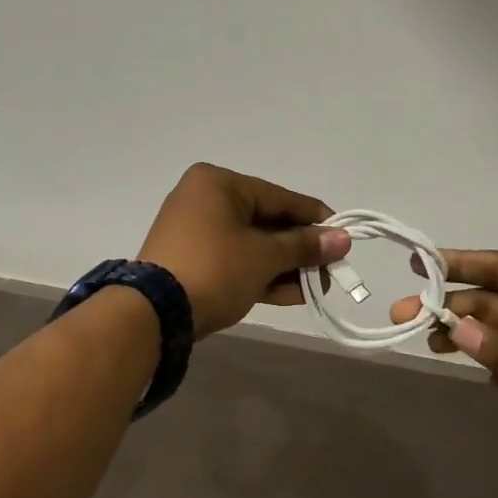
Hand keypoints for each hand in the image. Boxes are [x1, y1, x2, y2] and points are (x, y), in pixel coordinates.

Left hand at [139, 164, 351, 339]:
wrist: (154, 314)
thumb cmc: (215, 269)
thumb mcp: (265, 256)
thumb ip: (304, 246)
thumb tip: (343, 239)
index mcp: (218, 183)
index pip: (279, 197)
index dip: (314, 219)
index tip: (343, 239)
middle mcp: (203, 198)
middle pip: (266, 221)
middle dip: (298, 251)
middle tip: (328, 273)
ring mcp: (193, 231)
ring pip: (250, 244)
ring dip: (283, 267)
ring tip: (313, 290)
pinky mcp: (189, 260)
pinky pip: (234, 260)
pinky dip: (259, 274)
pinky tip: (290, 295)